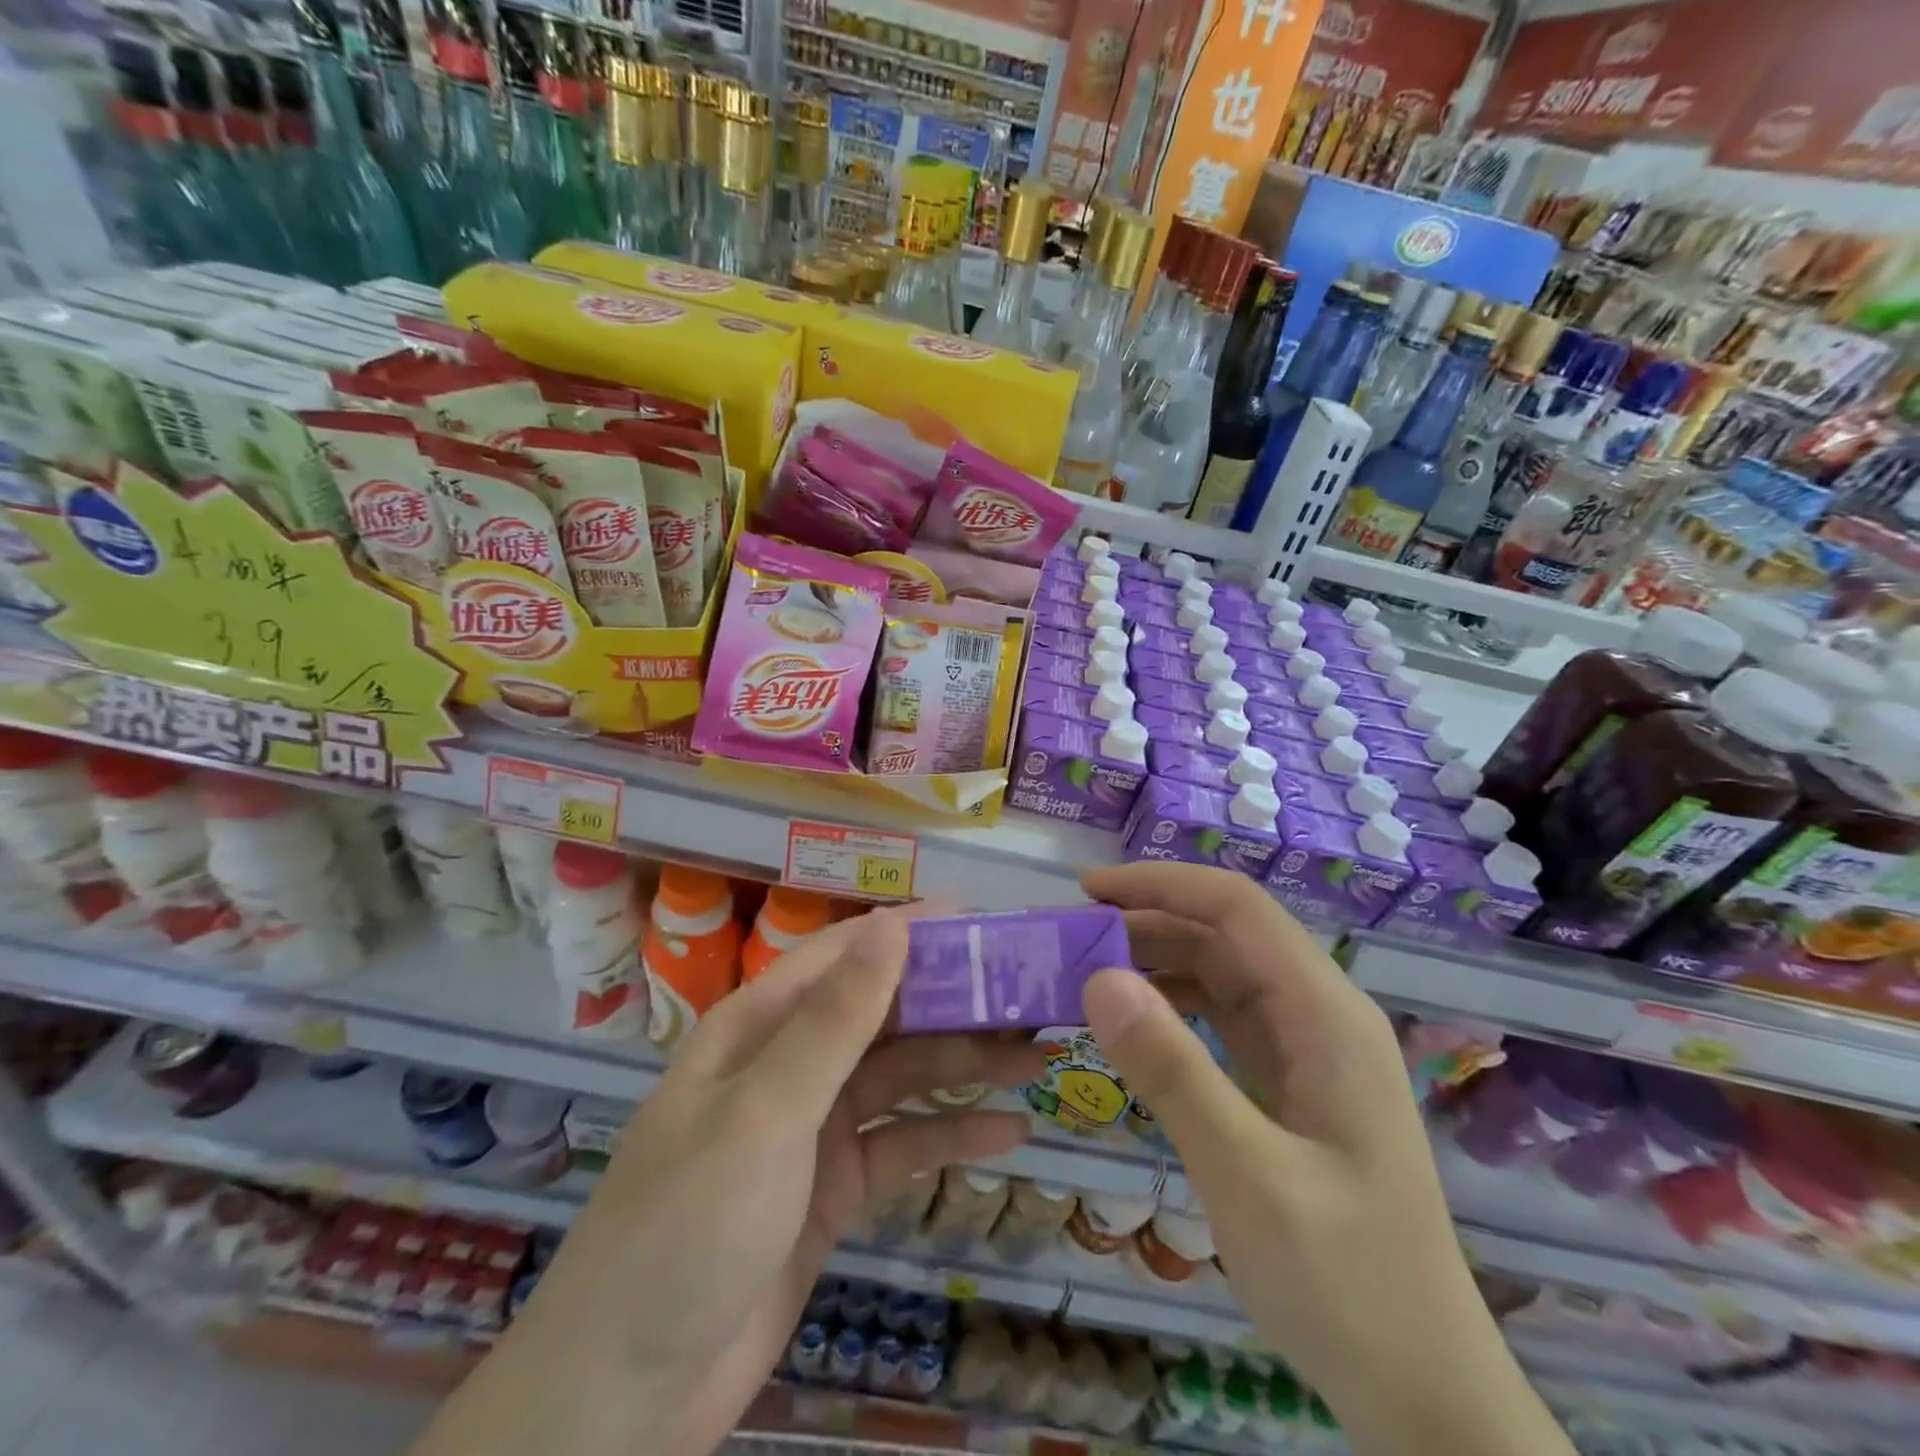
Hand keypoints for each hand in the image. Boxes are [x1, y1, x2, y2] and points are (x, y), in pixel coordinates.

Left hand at [414, 906, 1041, 1455]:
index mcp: (761, 1025)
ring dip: (965, 1064)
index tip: (984, 923)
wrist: (625, 1398)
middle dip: (954, 1003)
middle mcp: (791, 1062)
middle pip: (884, 1014)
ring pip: (902, 1076)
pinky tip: (1008, 1133)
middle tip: (1031, 996)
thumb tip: (894, 922)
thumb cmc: (688, 1226)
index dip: (912, 931)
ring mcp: (815, 1126)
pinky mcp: (834, 1186)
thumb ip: (836, 1019)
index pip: (846, 954)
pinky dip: (951, 1134)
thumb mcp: (766, 1112)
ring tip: (1038, 1057)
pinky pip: (903, 1144)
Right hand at [1079, 863, 1570, 1455]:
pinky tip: (1128, 1023)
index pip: (1237, 908)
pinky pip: (1221, 1018)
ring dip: (1154, 962)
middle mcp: (1319, 1014)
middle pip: (1225, 934)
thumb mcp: (1247, 1176)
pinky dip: (1170, 1007)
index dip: (1161, 885)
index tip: (1087, 892)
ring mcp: (1305, 1049)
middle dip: (1147, 922)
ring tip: (1084, 975)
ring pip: (1220, 973)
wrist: (1423, 1392)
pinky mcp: (1289, 1082)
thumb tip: (1098, 977)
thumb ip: (1172, 1071)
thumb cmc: (1346, 1283)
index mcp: (1325, 1014)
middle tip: (1069, 940)